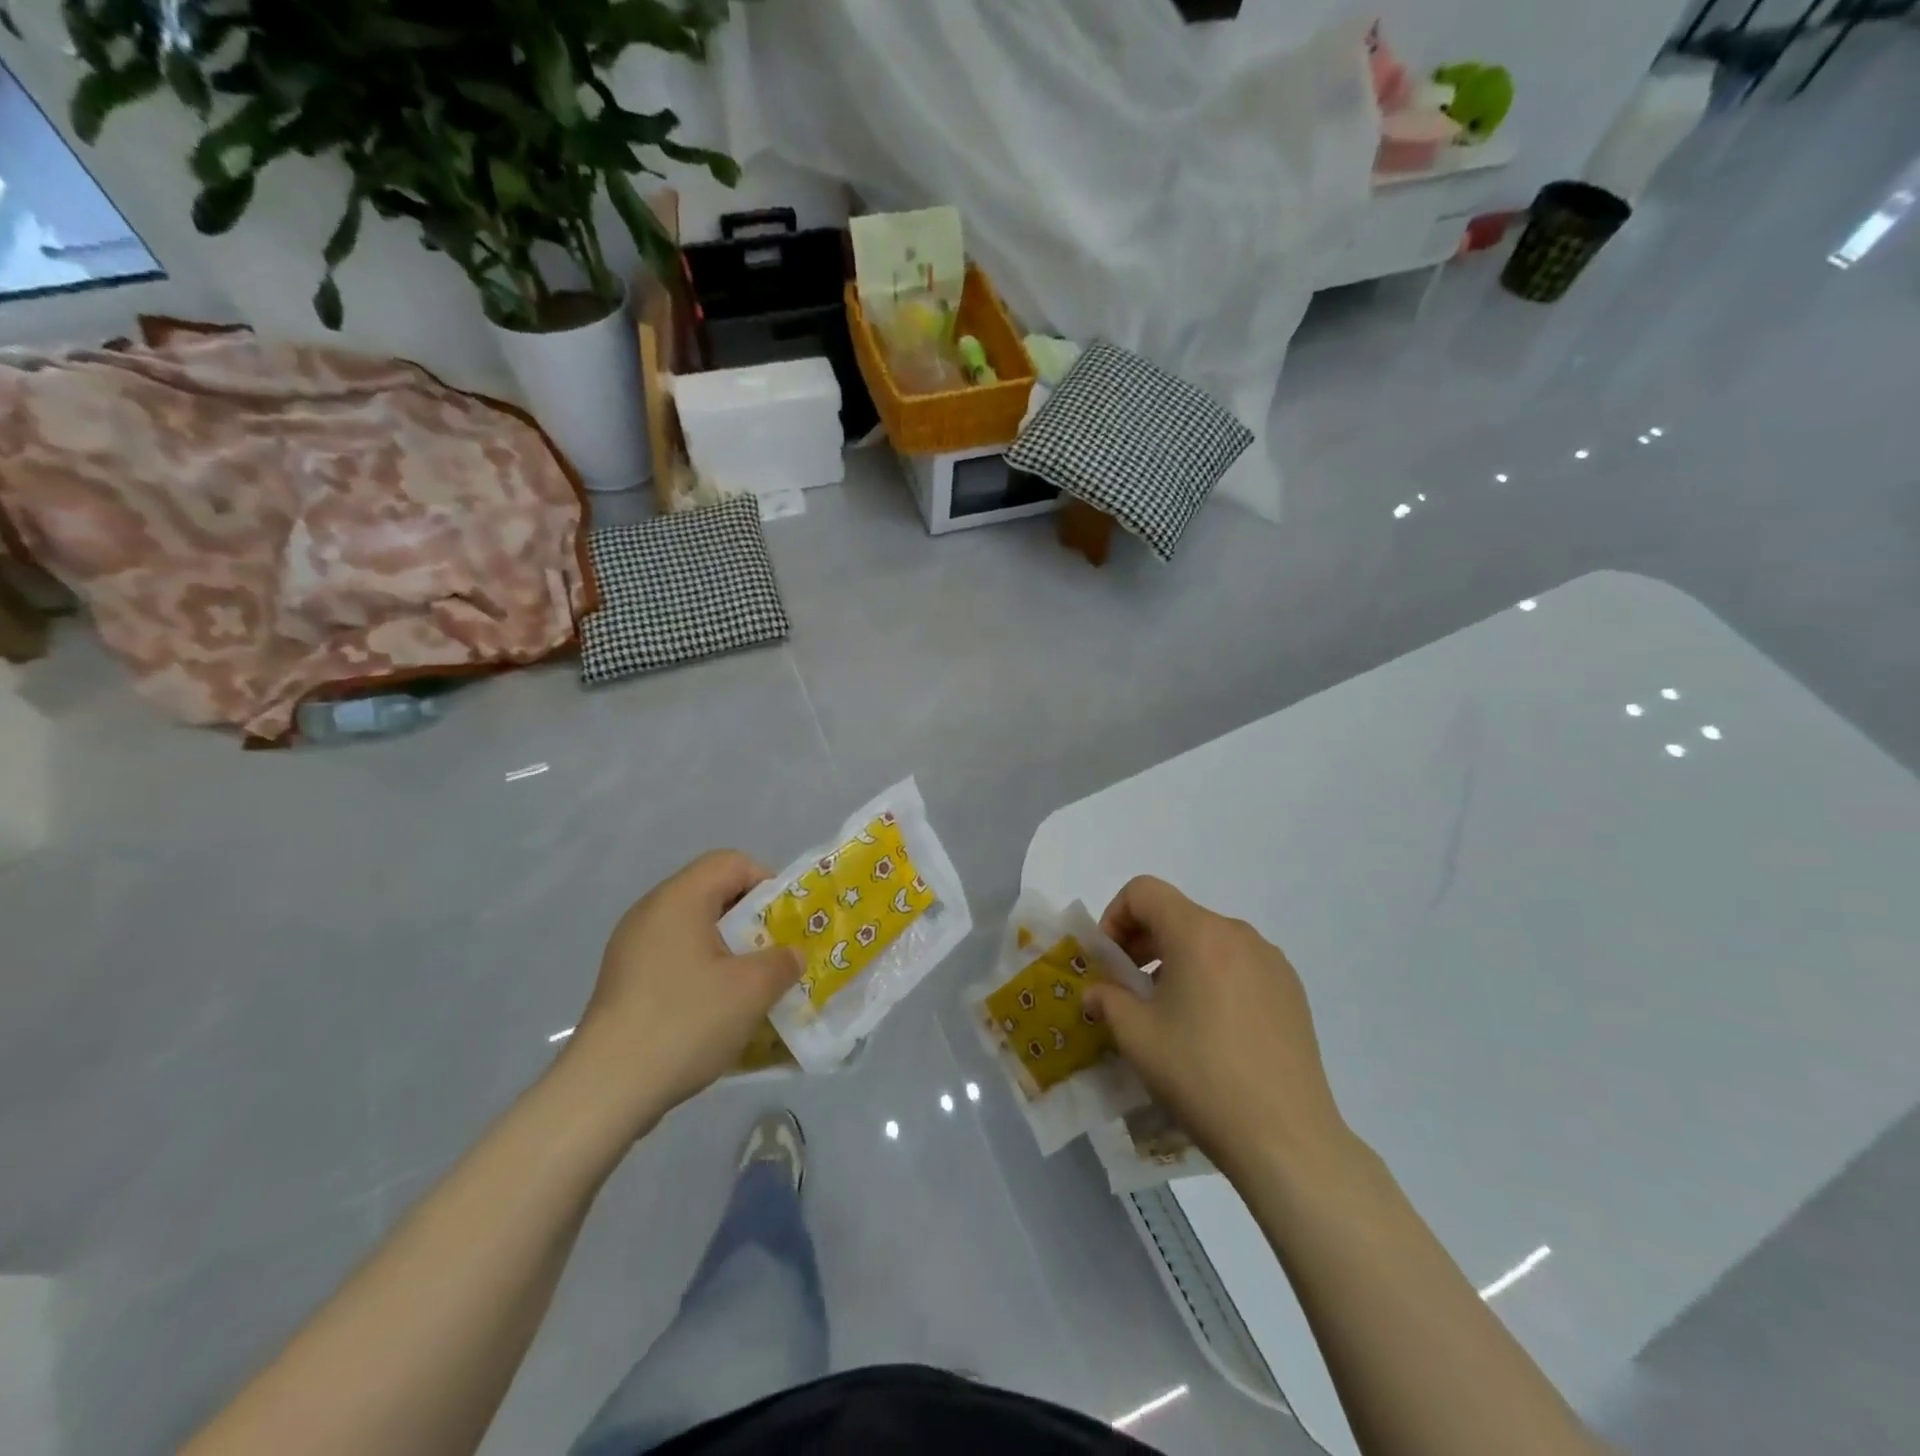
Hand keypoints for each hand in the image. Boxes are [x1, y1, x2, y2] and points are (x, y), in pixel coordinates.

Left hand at [566, 851, 801, 1133]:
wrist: (606, 1089)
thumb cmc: (685, 1022)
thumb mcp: (752, 990)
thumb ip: (782, 962)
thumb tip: (789, 956)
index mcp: (679, 898)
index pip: (731, 862)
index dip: (766, 883)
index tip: (784, 923)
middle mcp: (650, 912)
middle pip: (711, 894)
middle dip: (750, 921)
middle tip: (773, 956)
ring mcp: (630, 948)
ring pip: (693, 930)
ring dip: (727, 950)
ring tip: (748, 987)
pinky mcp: (623, 981)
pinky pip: (673, 958)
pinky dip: (701, 972)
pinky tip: (713, 1011)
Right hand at [1082, 876, 1350, 1178]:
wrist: (1286, 1137)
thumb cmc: (1201, 1075)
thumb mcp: (1137, 1037)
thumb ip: (1108, 1000)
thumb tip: (1097, 993)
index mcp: (1198, 933)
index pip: (1144, 891)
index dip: (1115, 916)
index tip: (1110, 961)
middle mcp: (1238, 934)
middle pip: (1177, 913)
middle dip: (1143, 941)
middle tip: (1129, 988)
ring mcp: (1271, 961)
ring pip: (1208, 940)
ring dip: (1177, 960)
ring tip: (1169, 1012)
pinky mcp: (1291, 990)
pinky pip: (1238, 964)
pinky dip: (1212, 977)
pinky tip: (1211, 1028)